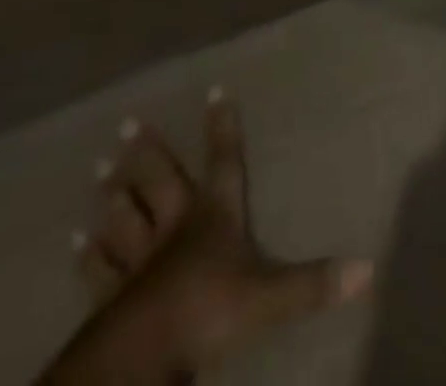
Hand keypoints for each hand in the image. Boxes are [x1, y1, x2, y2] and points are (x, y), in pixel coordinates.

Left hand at [41, 91, 371, 384]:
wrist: (140, 357)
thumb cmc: (208, 311)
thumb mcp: (270, 297)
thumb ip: (315, 283)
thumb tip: (369, 268)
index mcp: (214, 216)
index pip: (224, 161)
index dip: (222, 126)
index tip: (214, 88)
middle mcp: (176, 227)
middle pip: (160, 180)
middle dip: (147, 153)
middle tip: (125, 124)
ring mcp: (140, 261)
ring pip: (126, 217)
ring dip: (115, 195)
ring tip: (97, 172)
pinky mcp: (113, 298)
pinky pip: (99, 271)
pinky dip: (88, 256)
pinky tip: (75, 241)